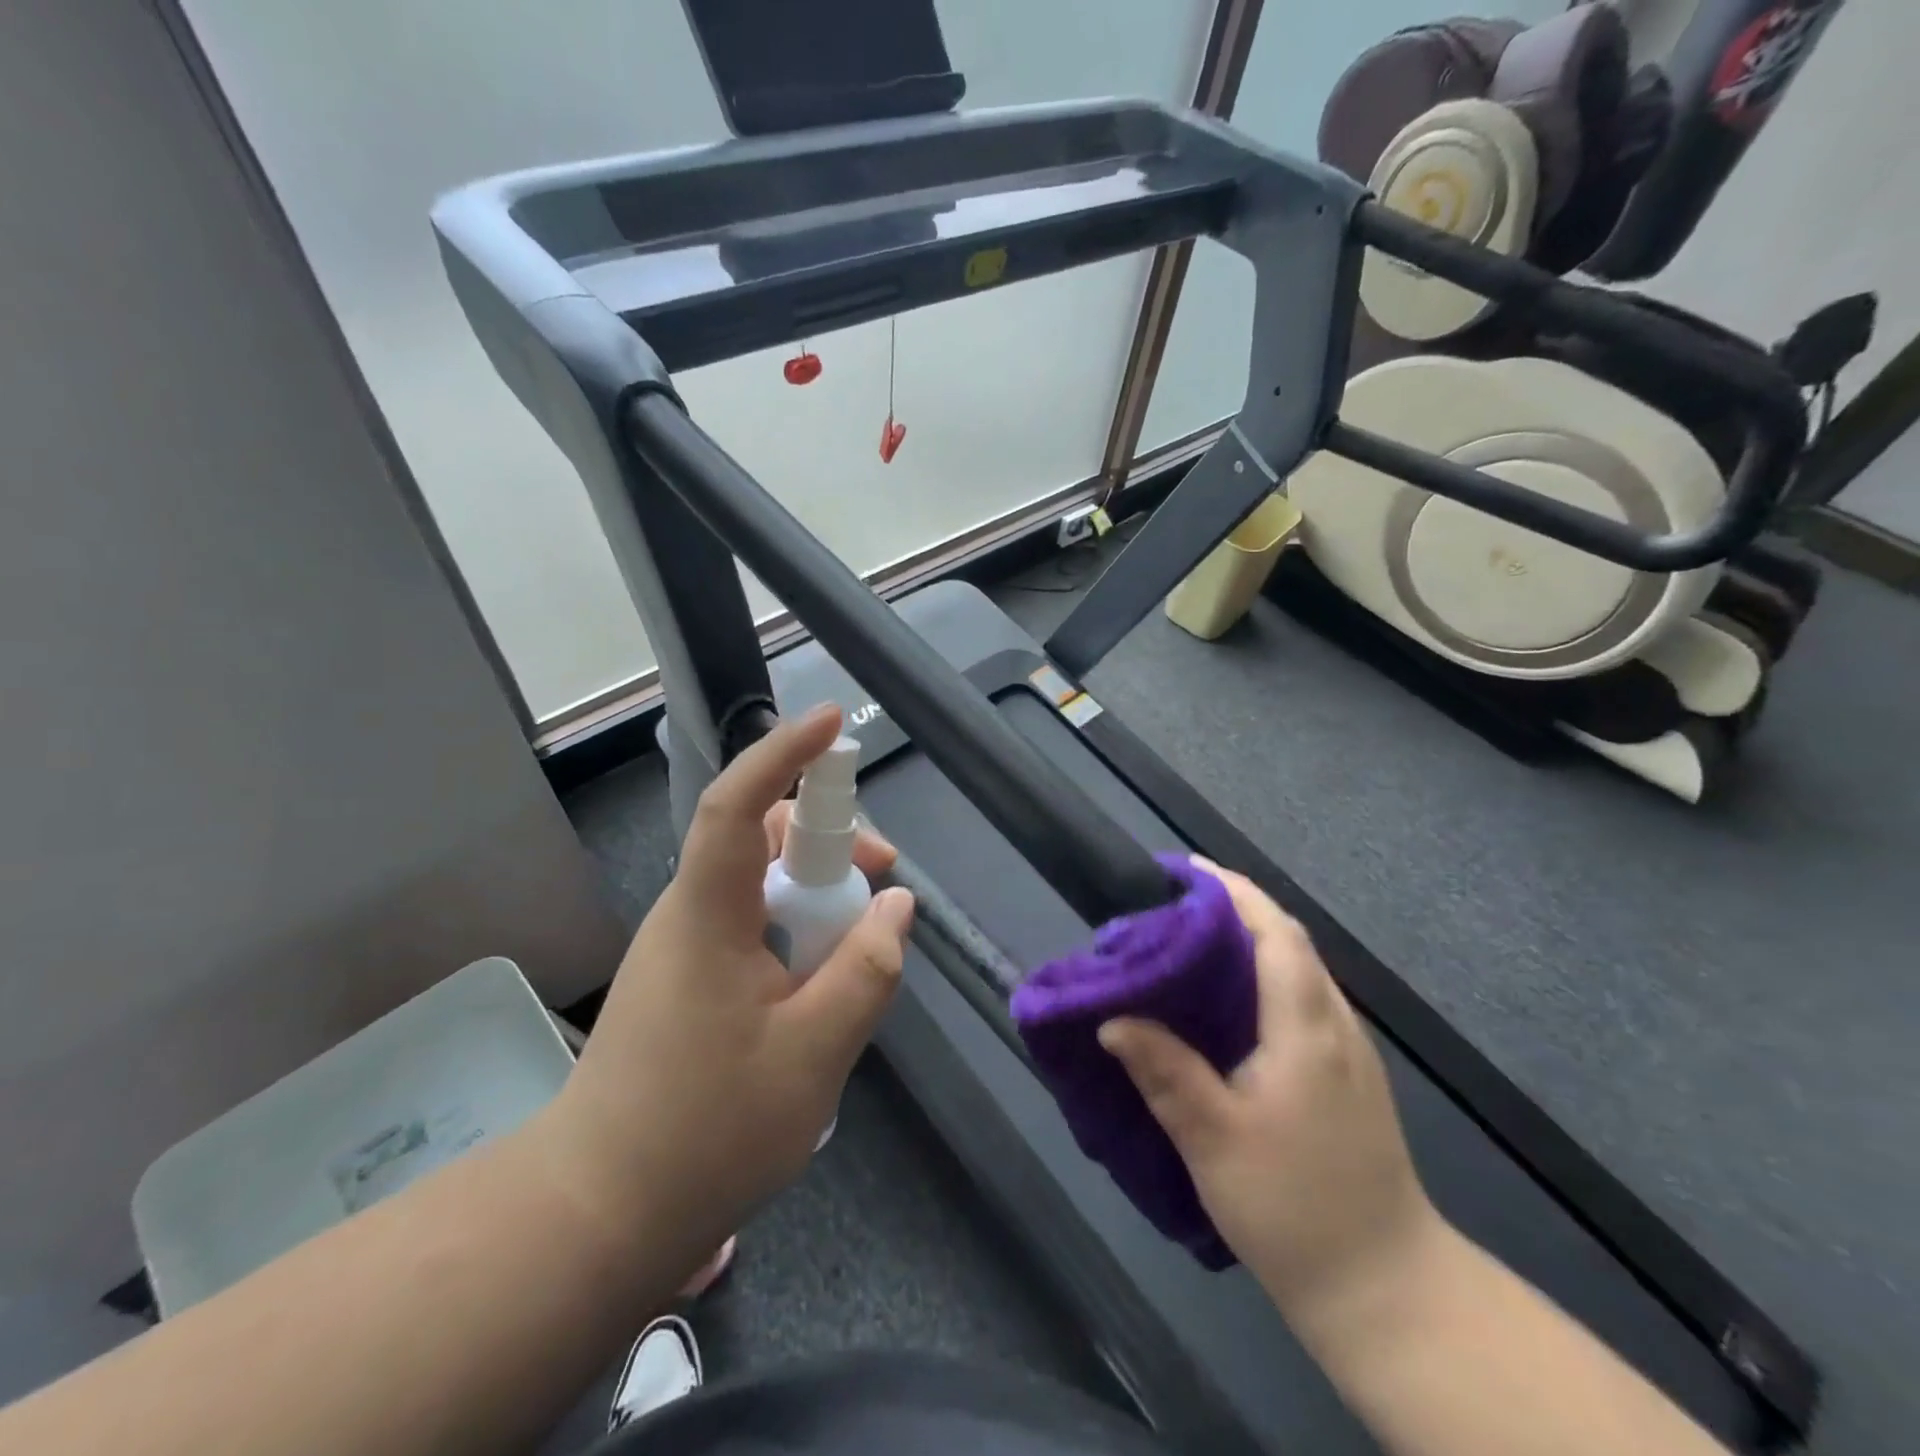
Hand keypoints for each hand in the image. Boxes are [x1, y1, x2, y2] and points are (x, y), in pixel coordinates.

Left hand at [545, 705, 913, 1285]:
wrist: (599, 1211)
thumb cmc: (706, 1131)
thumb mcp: (814, 1052)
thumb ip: (866, 971)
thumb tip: (897, 907)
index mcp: (708, 914)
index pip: (738, 805)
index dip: (784, 754)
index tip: (830, 723)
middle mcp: (689, 912)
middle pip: (760, 837)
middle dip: (828, 838)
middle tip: (884, 877)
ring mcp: (684, 944)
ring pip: (760, 882)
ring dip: (817, 890)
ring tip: (863, 937)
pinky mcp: (688, 975)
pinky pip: (752, 922)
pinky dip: (797, 927)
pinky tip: (823, 978)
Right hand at [1099, 859, 1442, 1336]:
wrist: (1388, 1291)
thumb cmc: (1295, 1207)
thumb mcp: (1213, 1139)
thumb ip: (1164, 1071)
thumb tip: (1111, 1019)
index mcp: (1306, 1028)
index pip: (1275, 931)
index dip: (1232, 890)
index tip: (1183, 869)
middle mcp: (1335, 1024)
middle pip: (1288, 940)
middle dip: (1233, 907)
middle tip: (1170, 906)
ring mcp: (1348, 1050)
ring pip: (1298, 968)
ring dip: (1248, 939)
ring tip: (1188, 942)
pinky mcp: (1347, 1075)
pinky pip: (1301, 997)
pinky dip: (1262, 974)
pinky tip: (1226, 1002)